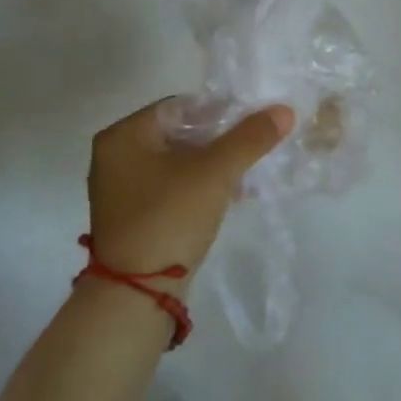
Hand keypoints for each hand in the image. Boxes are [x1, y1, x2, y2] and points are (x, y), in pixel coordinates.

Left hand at [87, 100, 294, 282]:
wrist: (138, 293)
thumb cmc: (170, 217)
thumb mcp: (215, 173)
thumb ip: (250, 138)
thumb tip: (284, 110)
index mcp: (123, 136)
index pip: (180, 106)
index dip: (220, 110)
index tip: (254, 121)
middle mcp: (115, 157)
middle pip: (179, 134)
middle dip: (220, 139)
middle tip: (256, 145)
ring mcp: (123, 190)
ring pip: (179, 163)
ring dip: (214, 165)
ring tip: (251, 170)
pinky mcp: (135, 217)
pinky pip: (173, 188)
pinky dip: (201, 187)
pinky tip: (232, 194)